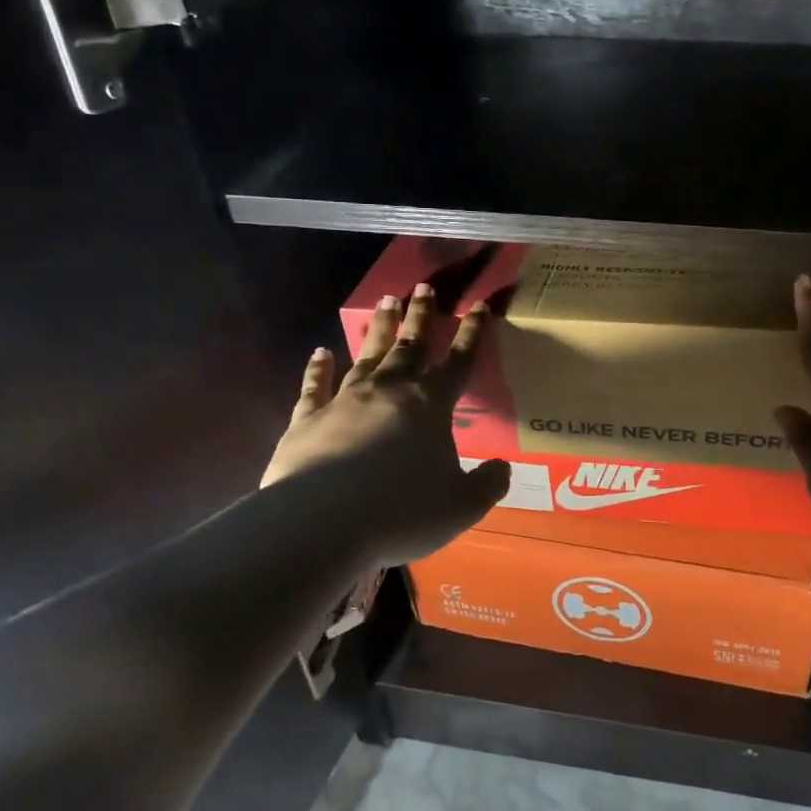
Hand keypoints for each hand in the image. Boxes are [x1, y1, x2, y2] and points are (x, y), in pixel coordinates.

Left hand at [260, 284, 511, 567]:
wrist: (323, 523)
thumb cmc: (403, 511)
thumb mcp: (462, 506)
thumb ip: (488, 485)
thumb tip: (502, 469)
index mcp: (431, 406)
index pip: (459, 362)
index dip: (472, 333)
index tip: (478, 305)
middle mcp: (390, 391)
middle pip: (410, 346)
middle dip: (420, 317)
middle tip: (423, 288)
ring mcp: (345, 401)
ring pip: (367, 355)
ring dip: (378, 329)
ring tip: (385, 302)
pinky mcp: (308, 419)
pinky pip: (315, 386)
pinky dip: (318, 368)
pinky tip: (319, 353)